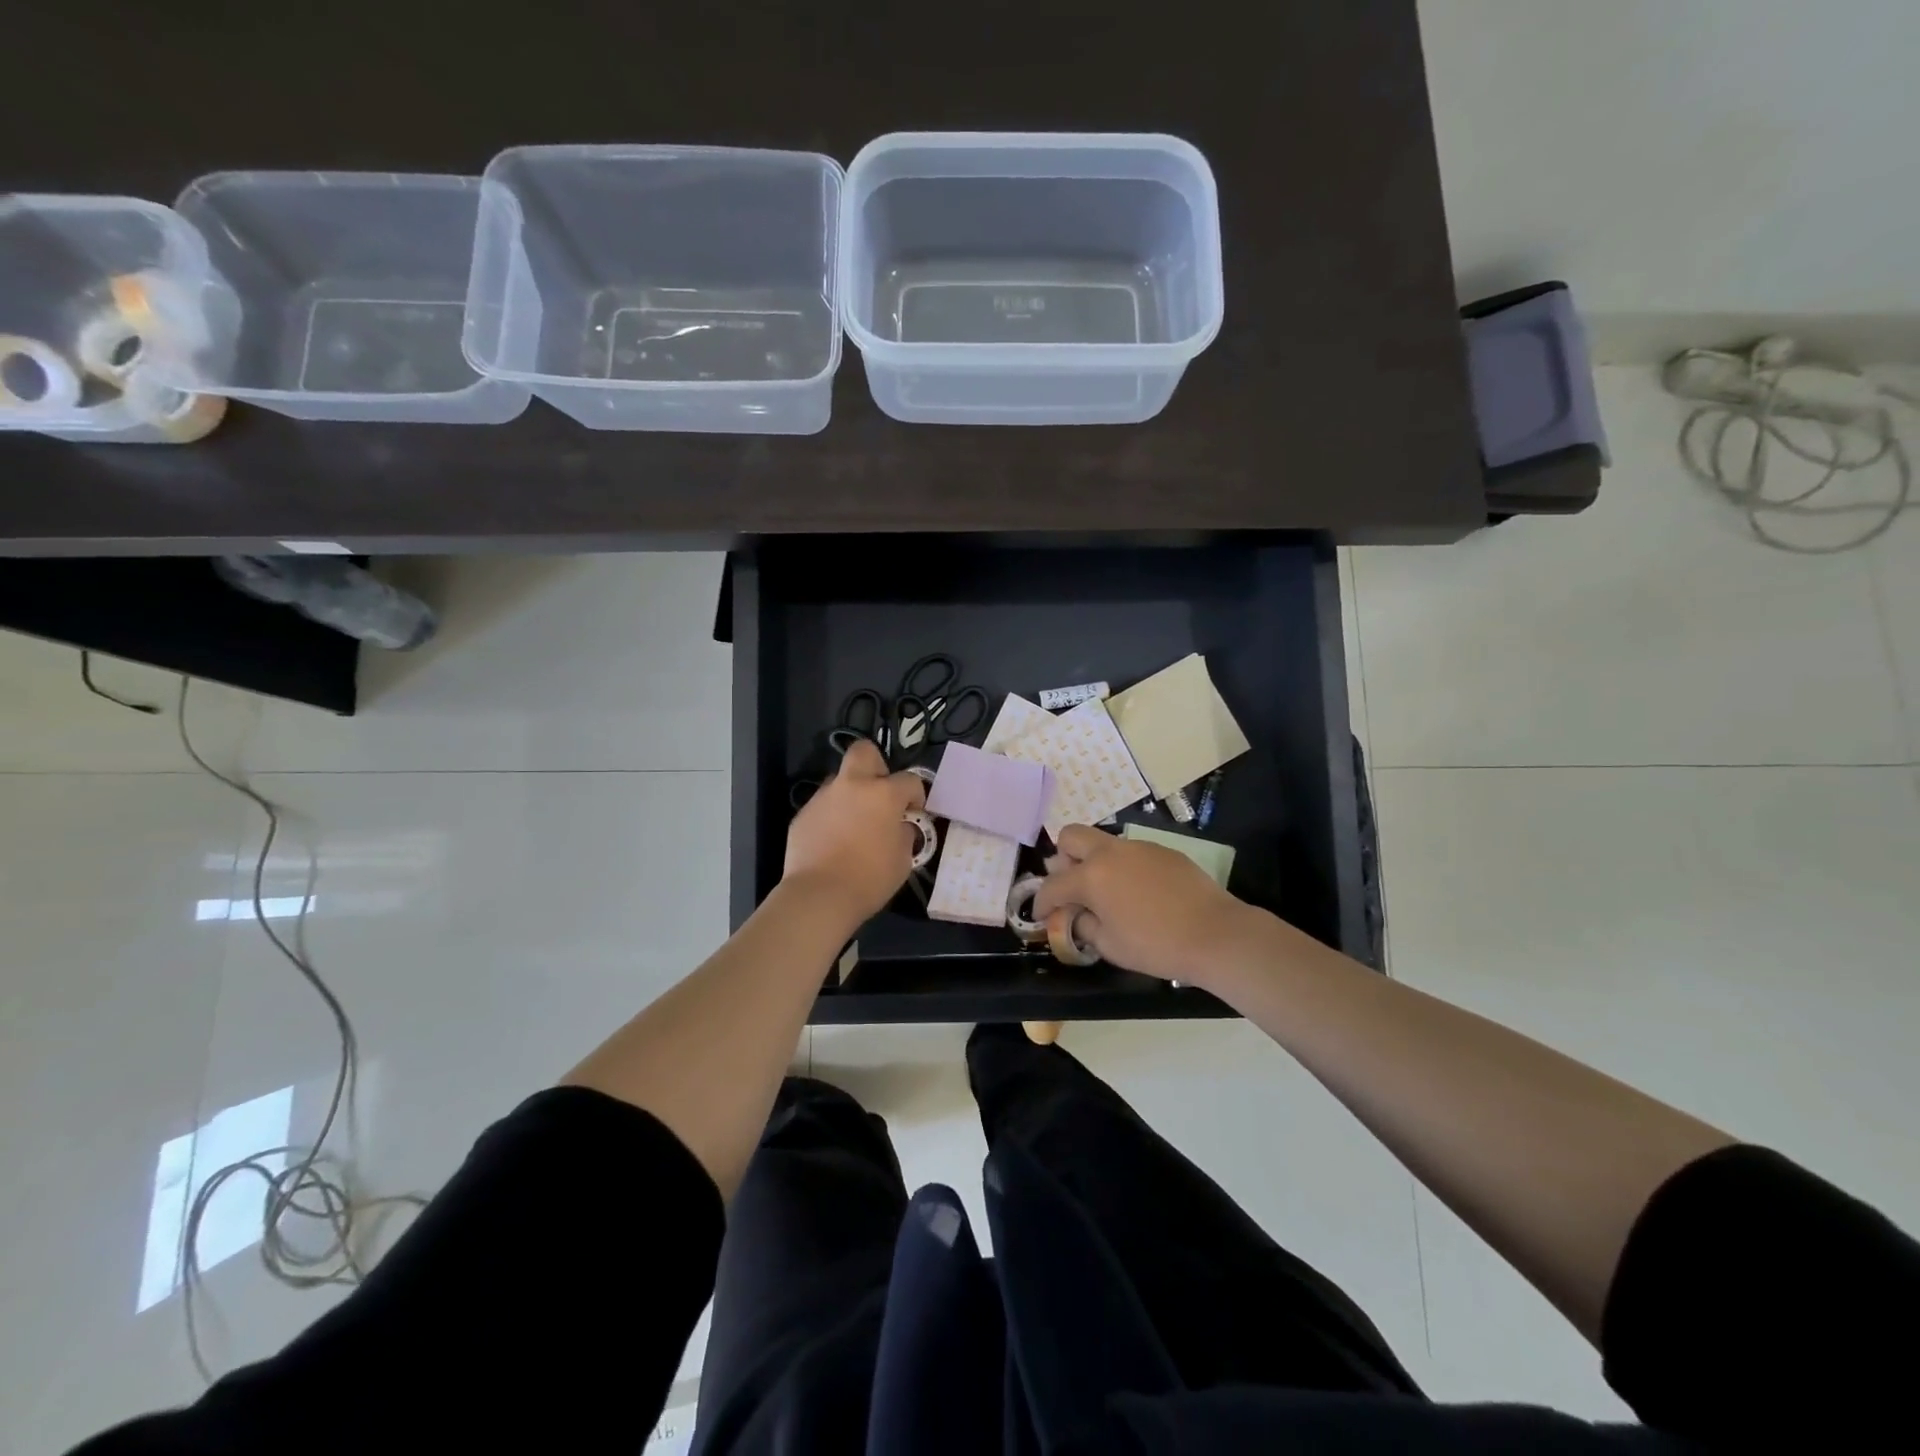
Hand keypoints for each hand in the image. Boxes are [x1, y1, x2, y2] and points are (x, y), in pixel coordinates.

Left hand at [783, 739, 926, 924]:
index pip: (909, 780)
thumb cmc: (870, 878)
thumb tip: (900, 826)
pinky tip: (833, 842)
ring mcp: (823, 798)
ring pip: (839, 781)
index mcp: (883, 794)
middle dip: (876, 766)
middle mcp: (852, 786)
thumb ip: (904, 834)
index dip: (916, 795)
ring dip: (851, 794)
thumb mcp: (903, 859)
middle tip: (880, 793)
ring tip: (854, 824)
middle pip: (863, 752)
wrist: (819, 895)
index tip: (914, 813)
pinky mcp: (802, 815)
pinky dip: (832, 817)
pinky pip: (823, 807)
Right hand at [1034, 824, 1256, 985]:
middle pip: (1070, 837)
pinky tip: (1138, 893)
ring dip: (1094, 862)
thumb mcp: (1109, 945)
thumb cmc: (1156, 945)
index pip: (1052, 885)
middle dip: (1062, 860)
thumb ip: (1083, 925)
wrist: (1215, 934)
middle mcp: (1110, 852)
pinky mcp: (1163, 850)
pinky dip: (1122, 867)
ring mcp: (1138, 847)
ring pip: (1102, 842)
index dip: (1041, 902)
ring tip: (1107, 893)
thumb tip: (1075, 916)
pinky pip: (1130, 852)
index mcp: (1091, 876)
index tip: (1041, 915)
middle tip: (1072, 888)